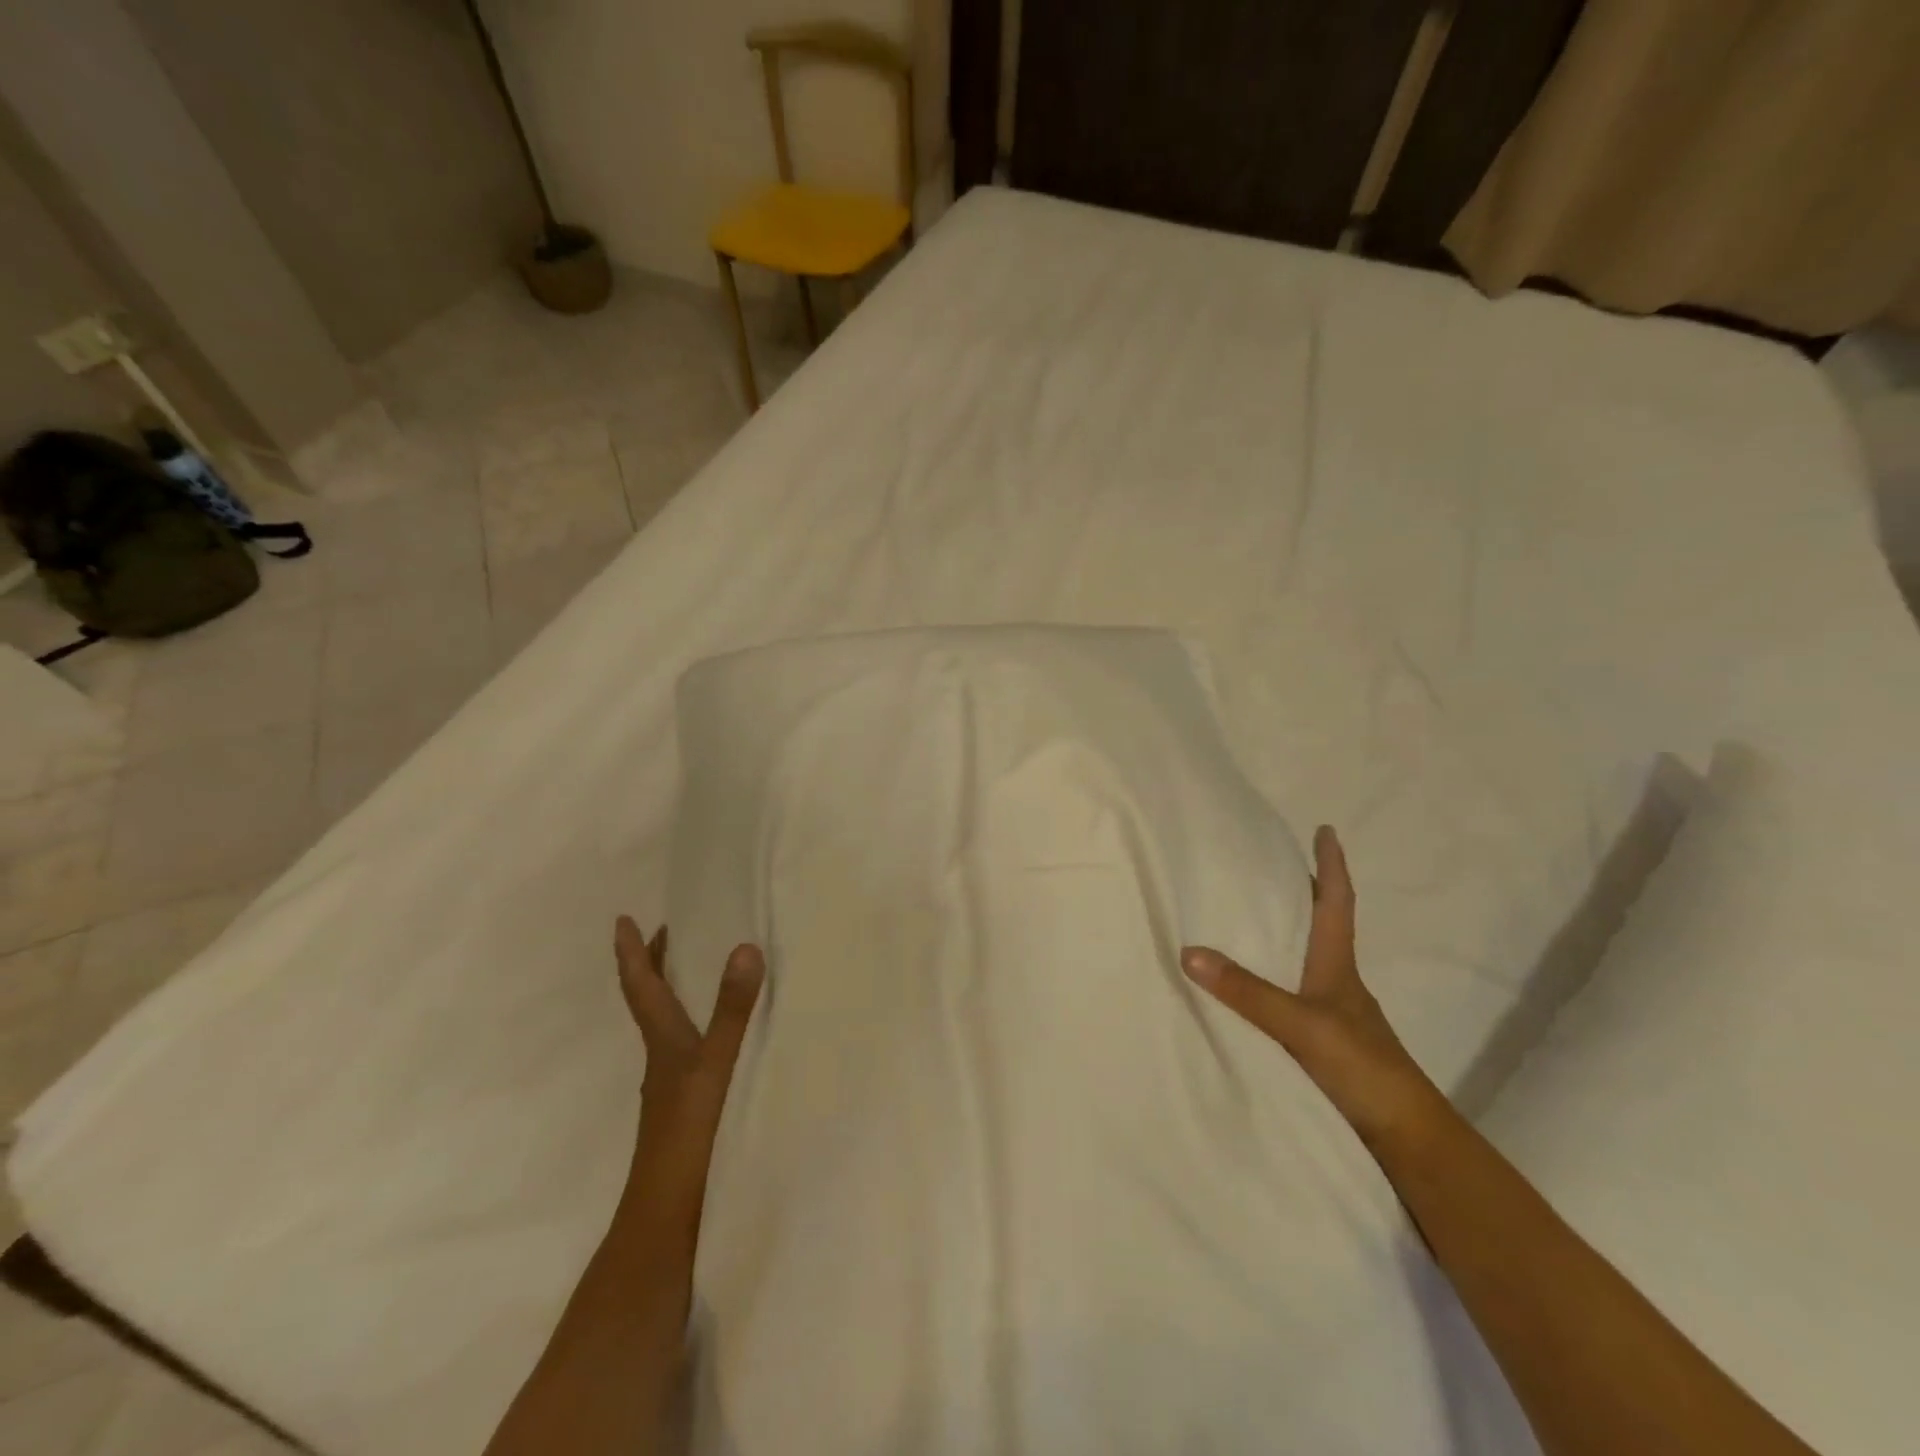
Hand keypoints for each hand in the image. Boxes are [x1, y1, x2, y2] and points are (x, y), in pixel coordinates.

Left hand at [614, 918, 764, 1187]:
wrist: (667, 1217)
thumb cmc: (688, 1134)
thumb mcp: (715, 1066)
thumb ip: (731, 1010)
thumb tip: (743, 947)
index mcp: (663, 1041)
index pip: (641, 986)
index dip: (632, 951)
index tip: (622, 918)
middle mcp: (662, 1057)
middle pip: (649, 1001)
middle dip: (652, 964)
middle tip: (665, 931)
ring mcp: (672, 1084)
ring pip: (666, 1025)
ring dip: (673, 992)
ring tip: (693, 972)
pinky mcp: (686, 1105)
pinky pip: (685, 1047)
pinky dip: (693, 1024)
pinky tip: (715, 1037)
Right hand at [1181, 826, 1446, 1151]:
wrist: (1407, 1139)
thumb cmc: (1363, 1068)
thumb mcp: (1302, 1025)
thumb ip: (1248, 992)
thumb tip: (1190, 952)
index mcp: (1338, 966)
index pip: (1336, 903)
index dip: (1331, 866)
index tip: (1326, 830)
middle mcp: (1337, 983)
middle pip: (1322, 925)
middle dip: (1302, 893)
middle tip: (1270, 866)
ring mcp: (1333, 1014)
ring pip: (1305, 961)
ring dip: (1285, 935)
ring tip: (1248, 918)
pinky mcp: (1323, 1043)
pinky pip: (1291, 995)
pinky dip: (1273, 978)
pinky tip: (1249, 988)